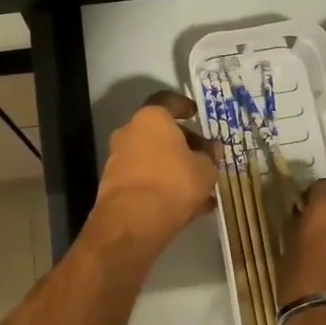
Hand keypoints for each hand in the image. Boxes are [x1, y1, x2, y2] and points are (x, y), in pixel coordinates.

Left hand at [91, 92, 217, 251]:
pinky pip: (144, 179)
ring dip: (172, 167)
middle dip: (182, 143)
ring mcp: (118, 159)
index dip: (184, 106)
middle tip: (203, 156)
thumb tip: (211, 149)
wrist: (132, 222)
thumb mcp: (205, 169)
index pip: (168, 101)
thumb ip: (209, 156)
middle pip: (159, 132)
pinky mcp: (114, 185)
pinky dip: (161, 186)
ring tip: (199, 187)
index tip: (196, 114)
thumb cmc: (174, 183)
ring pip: (152, 157)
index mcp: (151, 118)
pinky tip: (184, 206)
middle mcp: (129, 132)